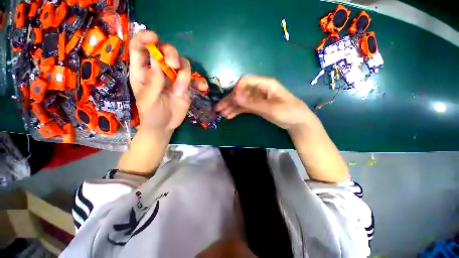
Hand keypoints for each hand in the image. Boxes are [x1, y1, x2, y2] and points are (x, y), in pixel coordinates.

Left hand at [129, 31, 207, 131]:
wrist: (164, 126)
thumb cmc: (151, 114)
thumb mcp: (149, 99)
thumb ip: (153, 81)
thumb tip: (157, 59)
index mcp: (143, 71)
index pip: (140, 47)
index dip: (145, 39)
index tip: (155, 38)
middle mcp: (159, 71)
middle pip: (166, 51)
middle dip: (172, 54)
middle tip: (174, 65)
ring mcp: (174, 78)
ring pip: (183, 65)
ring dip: (185, 76)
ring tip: (181, 91)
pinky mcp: (185, 86)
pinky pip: (194, 80)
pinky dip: (199, 82)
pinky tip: (202, 88)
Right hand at [216, 75, 311, 129]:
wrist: (297, 121)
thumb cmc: (288, 112)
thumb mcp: (270, 108)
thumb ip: (252, 102)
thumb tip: (235, 96)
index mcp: (264, 84)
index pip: (245, 81)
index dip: (236, 89)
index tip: (231, 100)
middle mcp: (259, 89)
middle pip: (241, 92)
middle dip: (229, 100)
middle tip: (219, 109)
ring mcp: (257, 98)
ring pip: (241, 100)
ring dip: (231, 106)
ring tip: (222, 114)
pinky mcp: (257, 106)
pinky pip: (244, 107)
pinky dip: (237, 111)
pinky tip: (230, 115)